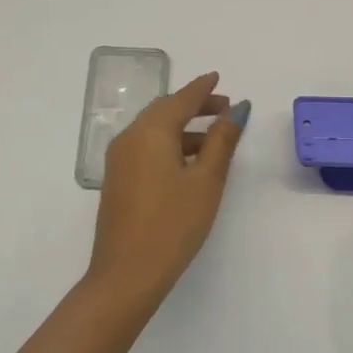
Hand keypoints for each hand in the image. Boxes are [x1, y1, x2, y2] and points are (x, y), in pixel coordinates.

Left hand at [89, 72, 248, 303]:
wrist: (126, 275)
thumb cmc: (173, 224)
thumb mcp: (206, 181)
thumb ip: (221, 142)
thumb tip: (235, 110)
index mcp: (150, 132)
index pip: (181, 99)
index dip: (203, 89)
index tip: (218, 78)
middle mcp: (129, 138)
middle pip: (164, 111)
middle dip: (194, 106)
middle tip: (223, 108)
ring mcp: (119, 160)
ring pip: (154, 131)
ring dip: (183, 128)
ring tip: (213, 138)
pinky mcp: (117, 180)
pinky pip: (146, 148)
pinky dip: (169, 144)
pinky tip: (188, 162)